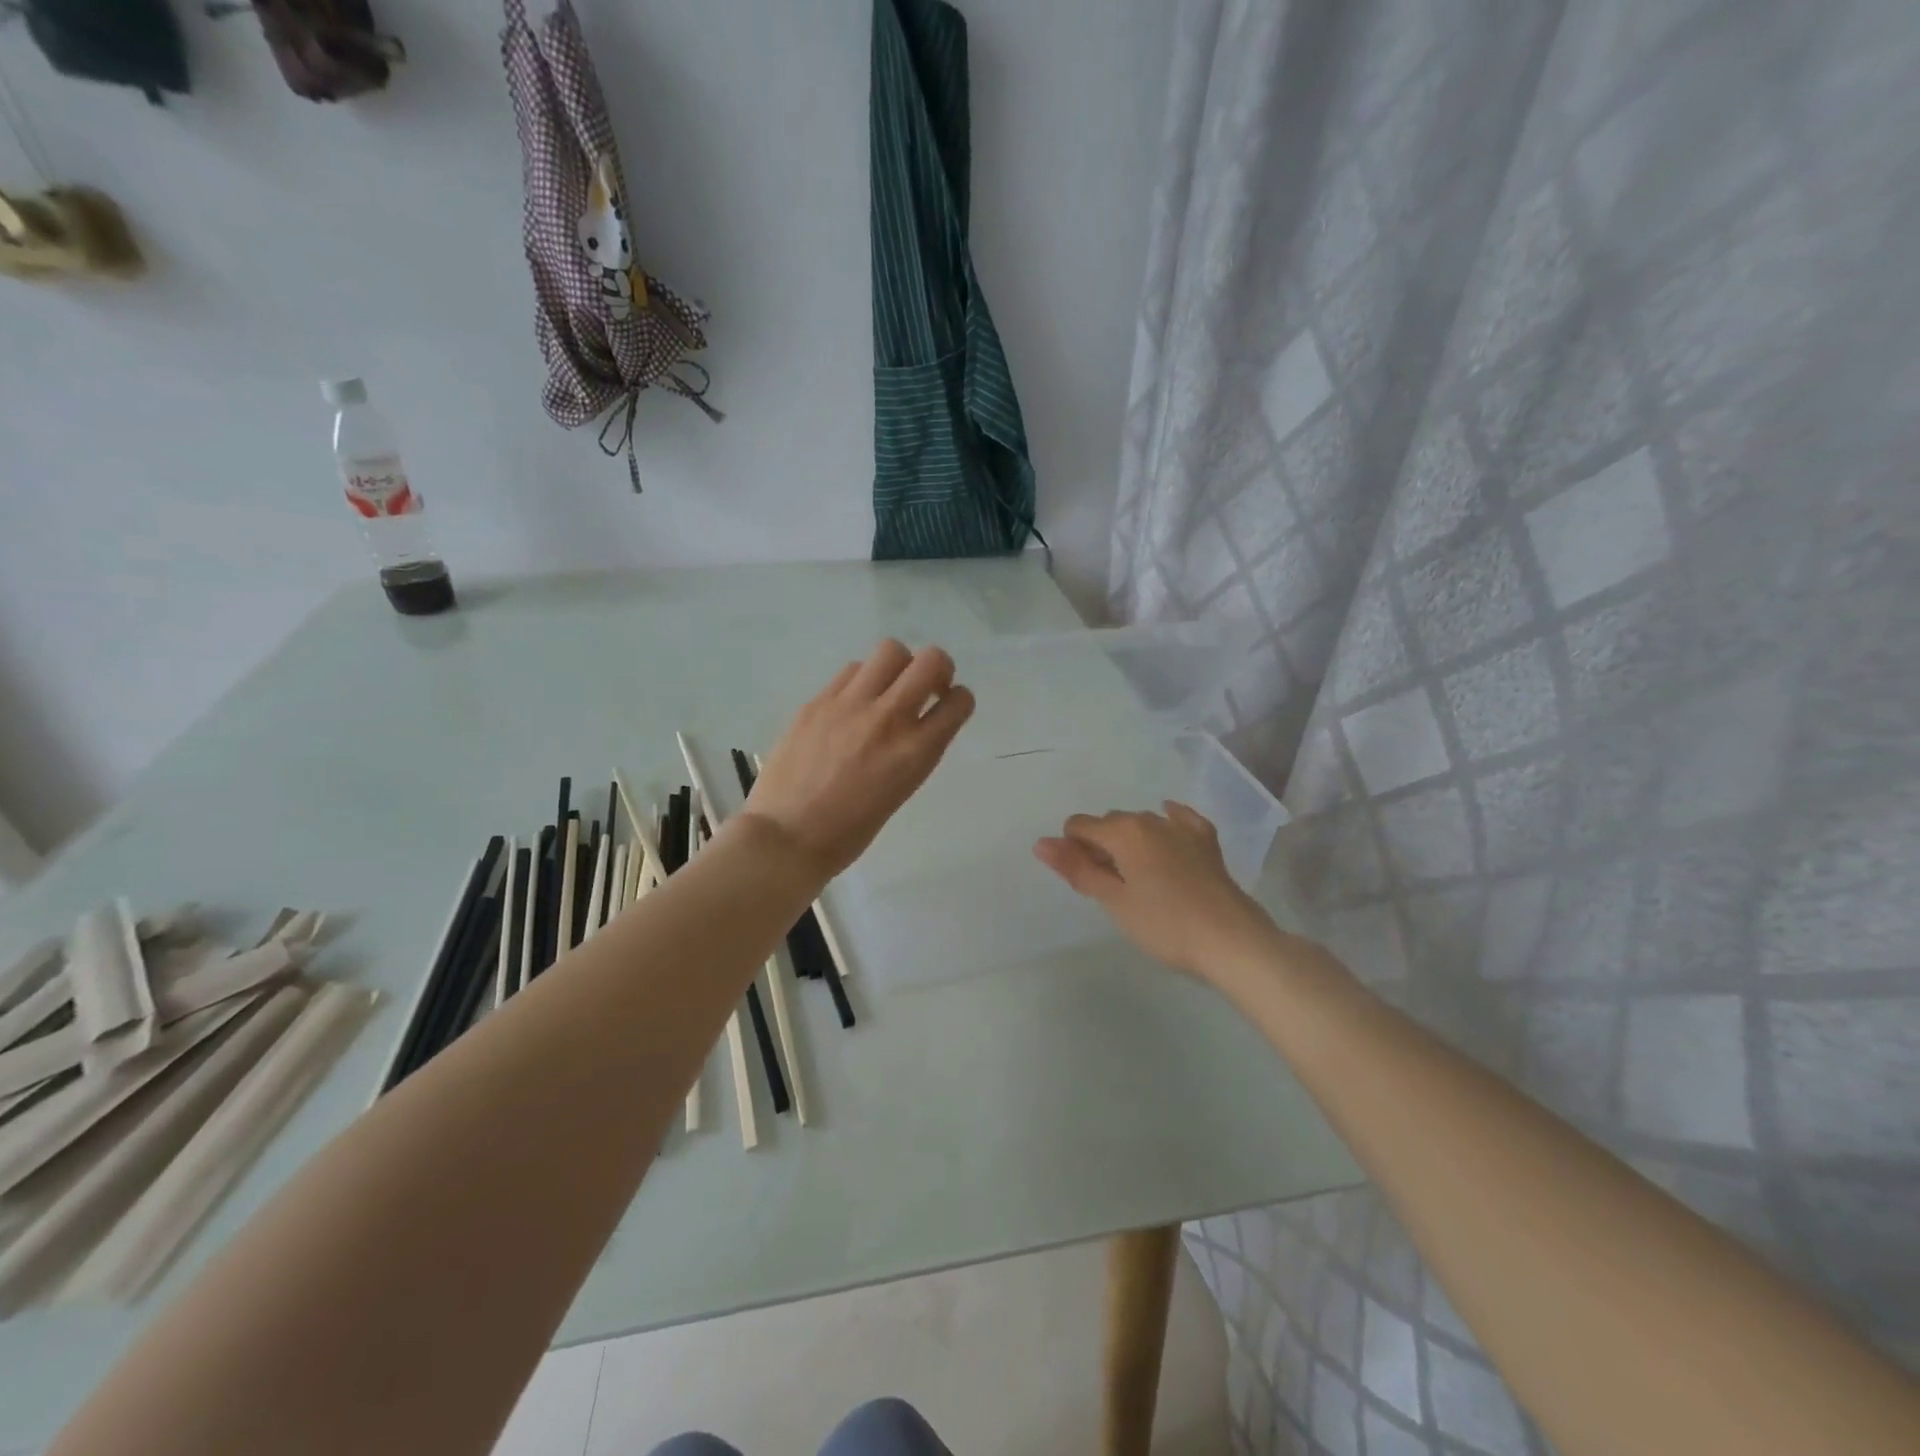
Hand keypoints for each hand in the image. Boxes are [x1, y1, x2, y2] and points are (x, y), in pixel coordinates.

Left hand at [744, 640, 974, 880]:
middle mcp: (889, 718)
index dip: (959, 700)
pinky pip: (851, 671)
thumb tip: (918, 724)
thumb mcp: (901, 790)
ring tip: (885, 690)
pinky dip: (861, 681)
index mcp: (916, 752)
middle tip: (926, 687)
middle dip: (938, 669)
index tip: (947, 706)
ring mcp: (850, 705)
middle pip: (931, 660)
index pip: (959, 701)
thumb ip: (915, 751)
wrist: (787, 837)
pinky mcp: (817, 701)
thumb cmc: (850, 831)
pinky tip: (851, 704)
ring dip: (898, 667)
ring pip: (890, 651)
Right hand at [1034, 802, 1278, 979]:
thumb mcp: (1114, 900)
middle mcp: (1151, 819)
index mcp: (1124, 831)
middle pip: (1110, 823)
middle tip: (1107, 887)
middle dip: (1100, 846)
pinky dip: (1166, 824)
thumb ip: (1076, 869)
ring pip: (1141, 823)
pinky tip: (1166, 827)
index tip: (1084, 881)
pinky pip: (1179, 820)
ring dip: (1129, 841)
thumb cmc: (1165, 925)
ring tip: (1137, 879)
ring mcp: (1182, 828)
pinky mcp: (1206, 842)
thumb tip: (1041, 843)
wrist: (1232, 941)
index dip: (1072, 850)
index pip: (1079, 826)